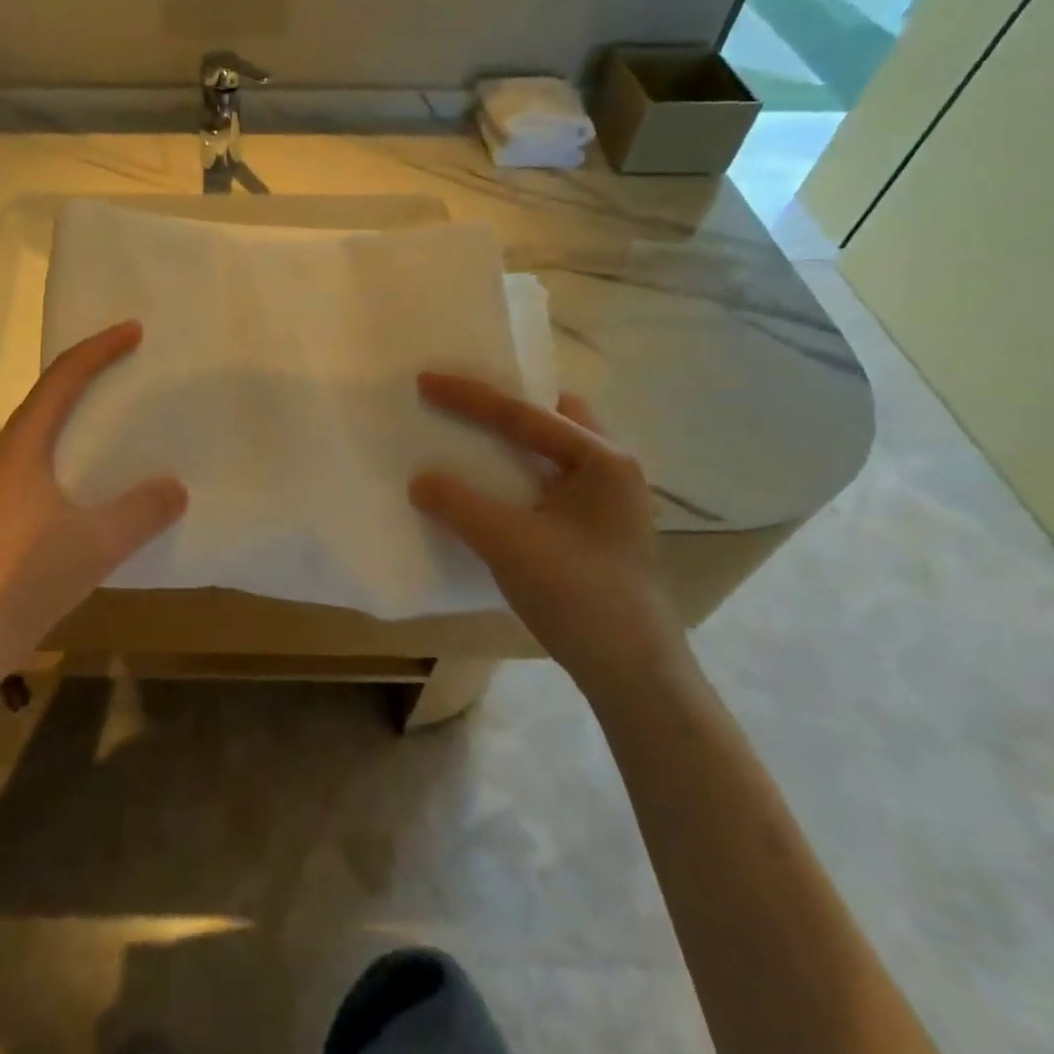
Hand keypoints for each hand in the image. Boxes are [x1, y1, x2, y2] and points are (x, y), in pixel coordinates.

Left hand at [0, 321, 186, 697]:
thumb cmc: (23, 578)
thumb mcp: (95, 543)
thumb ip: (141, 511)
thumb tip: (175, 486)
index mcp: (21, 446)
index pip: (63, 379)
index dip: (99, 350)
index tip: (133, 331)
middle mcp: (3, 457)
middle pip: (47, 399)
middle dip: (86, 376)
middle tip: (126, 366)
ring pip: (40, 435)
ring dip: (74, 417)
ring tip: (112, 418)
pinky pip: (38, 466)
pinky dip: (68, 455)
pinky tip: (90, 485)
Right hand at [409, 374, 684, 697]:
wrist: (634, 675)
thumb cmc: (578, 596)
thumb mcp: (507, 543)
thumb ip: (457, 503)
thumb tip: (419, 480)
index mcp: (601, 459)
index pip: (525, 414)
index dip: (470, 395)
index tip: (426, 379)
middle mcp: (612, 469)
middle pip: (554, 417)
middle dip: (509, 403)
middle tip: (465, 398)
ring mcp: (609, 501)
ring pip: (555, 448)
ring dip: (515, 438)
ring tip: (473, 432)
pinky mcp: (597, 529)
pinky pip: (552, 478)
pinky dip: (520, 469)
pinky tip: (492, 484)